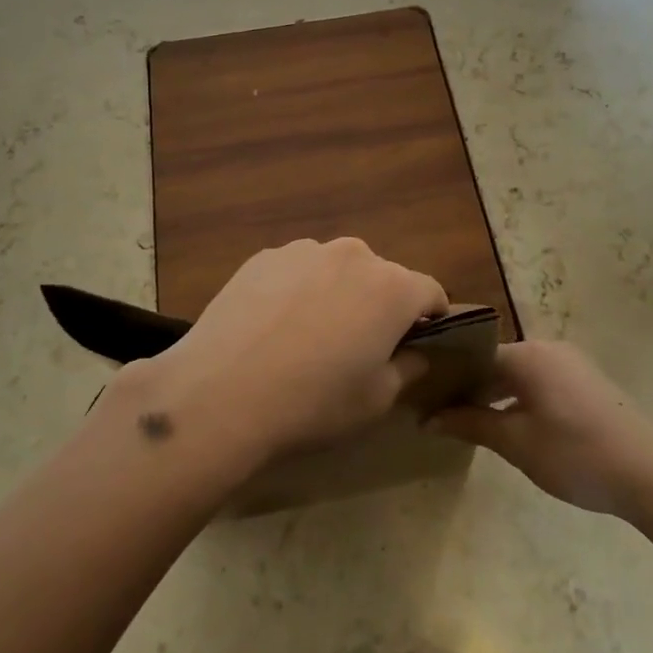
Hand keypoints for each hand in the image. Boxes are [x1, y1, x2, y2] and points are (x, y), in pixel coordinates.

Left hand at [113, 239, 447, 477]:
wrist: (222, 392)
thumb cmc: (313, 402)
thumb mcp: (376, 400)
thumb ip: (407, 369)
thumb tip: (414, 354)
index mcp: (392, 287)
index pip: (431, 292)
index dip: (430, 319)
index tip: (416, 345)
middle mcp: (353, 255)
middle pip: (382, 277)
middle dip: (379, 305)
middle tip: (356, 347)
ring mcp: (304, 251)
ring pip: (336, 270)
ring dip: (336, 294)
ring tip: (307, 337)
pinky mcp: (263, 257)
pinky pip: (296, 271)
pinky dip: (296, 291)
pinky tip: (272, 328)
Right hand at [428, 342, 652, 517]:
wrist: (651, 473)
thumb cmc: (575, 453)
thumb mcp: (516, 442)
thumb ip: (471, 424)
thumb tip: (429, 418)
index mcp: (526, 354)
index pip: (473, 357)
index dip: (448, 379)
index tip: (425, 401)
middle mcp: (547, 348)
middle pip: (496, 362)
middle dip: (470, 387)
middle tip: (442, 414)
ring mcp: (571, 363)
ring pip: (519, 373)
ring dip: (496, 394)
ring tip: (472, 422)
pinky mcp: (587, 382)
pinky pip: (541, 381)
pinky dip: (520, 398)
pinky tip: (513, 424)